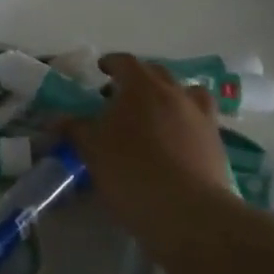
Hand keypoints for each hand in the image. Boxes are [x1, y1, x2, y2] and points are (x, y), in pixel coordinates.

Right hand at [66, 53, 240, 259]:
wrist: (186, 210)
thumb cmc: (130, 171)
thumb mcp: (91, 149)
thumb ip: (74, 129)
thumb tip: (56, 119)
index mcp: (142, 87)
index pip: (125, 62)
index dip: (111, 63)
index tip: (101, 70)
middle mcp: (175, 93)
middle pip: (157, 73)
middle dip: (138, 79)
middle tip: (121, 96)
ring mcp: (200, 117)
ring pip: (187, 93)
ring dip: (170, 96)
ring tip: (157, 114)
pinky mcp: (216, 142)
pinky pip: (201, 120)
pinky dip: (187, 122)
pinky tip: (176, 141)